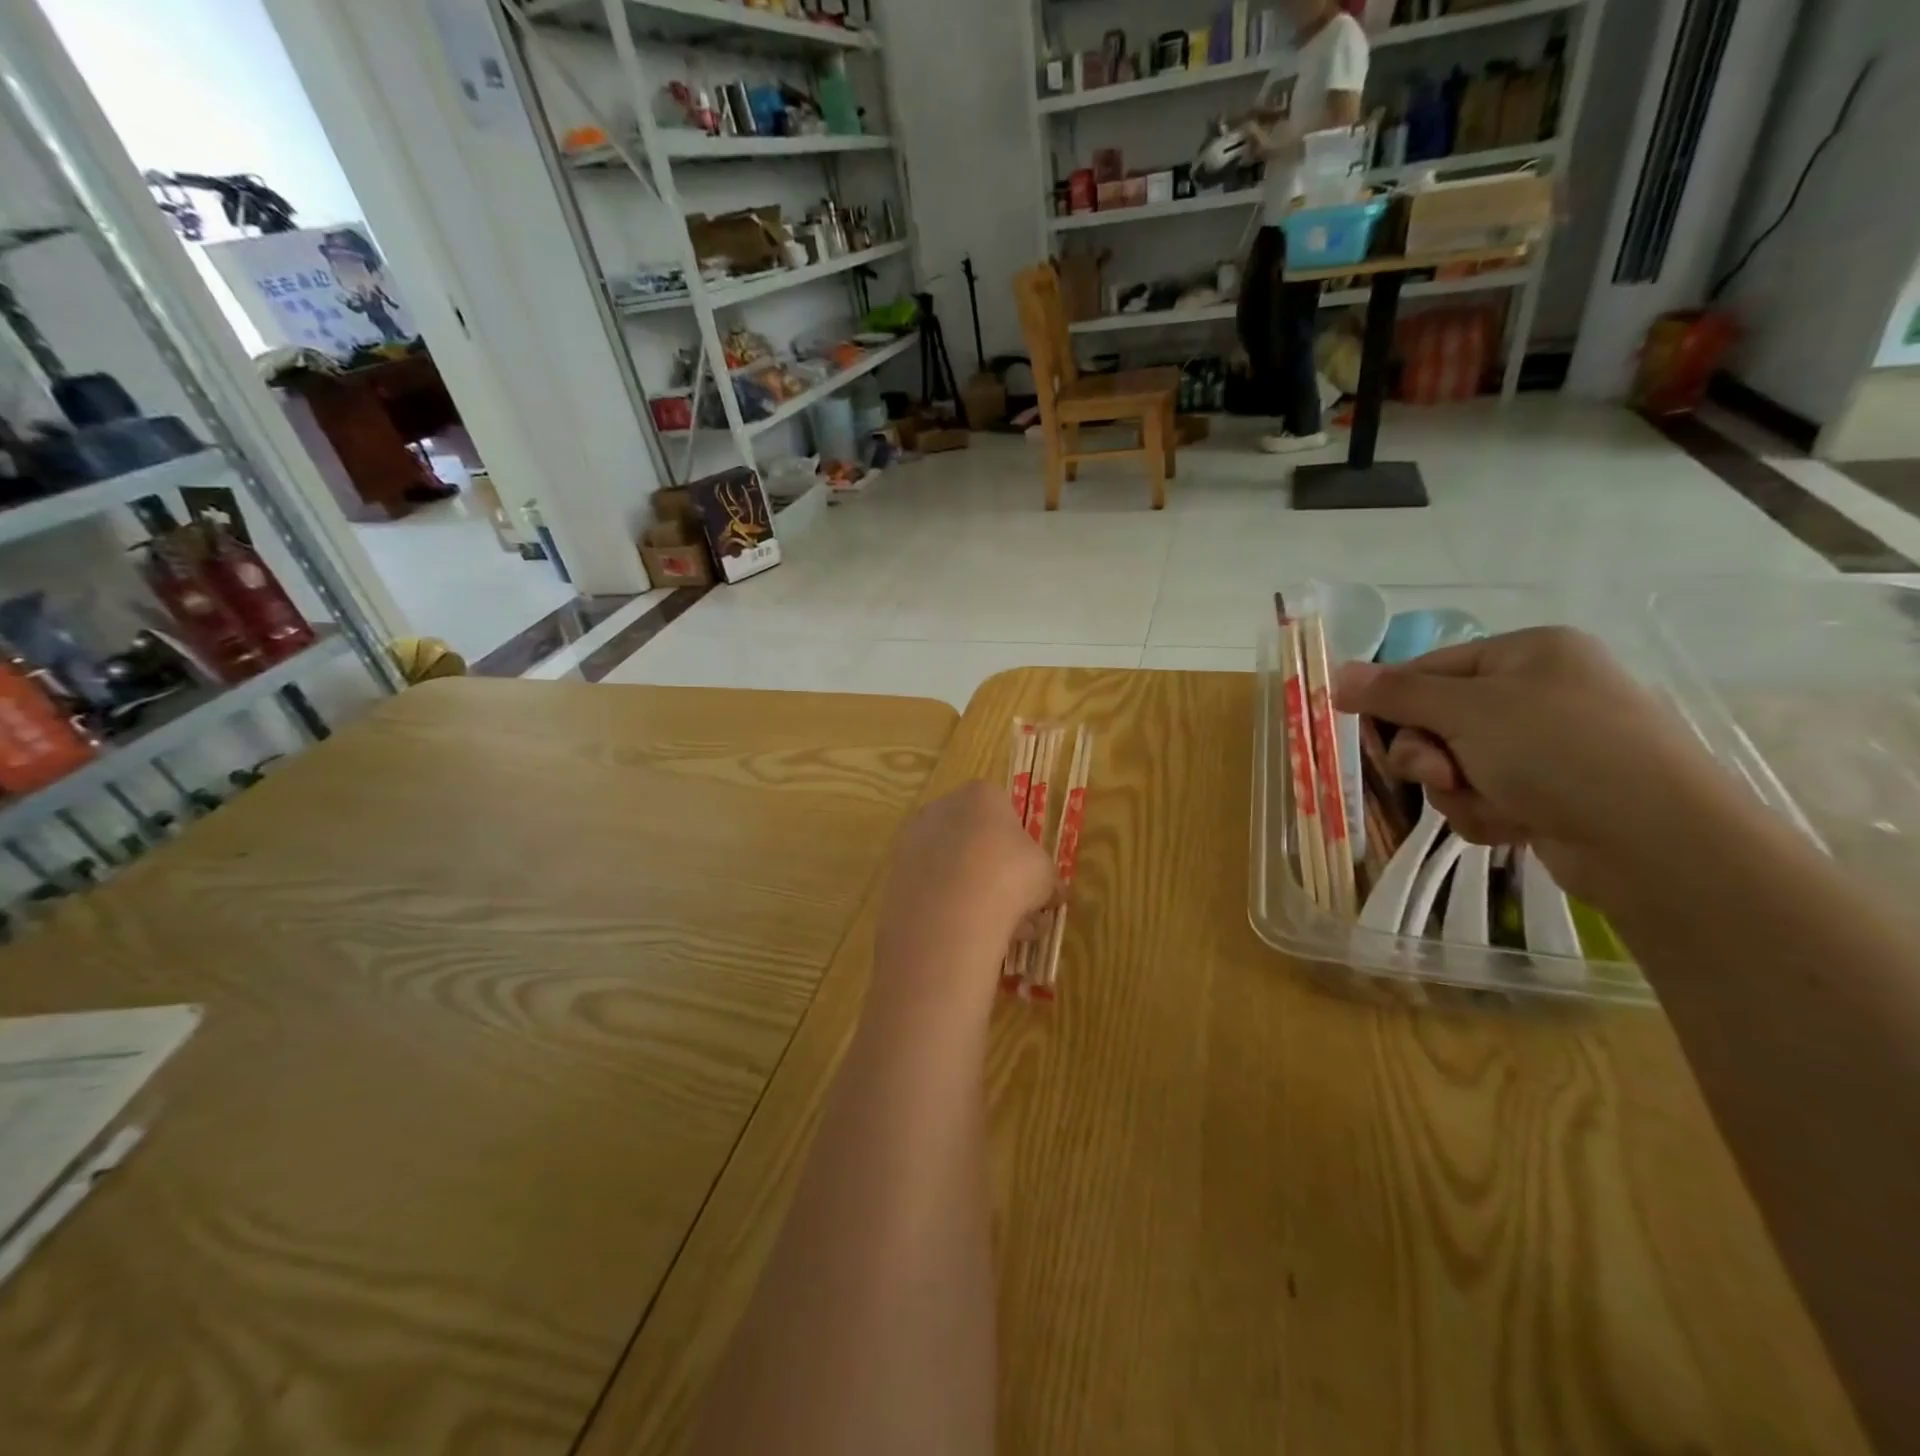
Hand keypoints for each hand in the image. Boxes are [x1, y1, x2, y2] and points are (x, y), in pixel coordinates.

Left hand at [871, 782, 1059, 1021]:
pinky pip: (932, 891)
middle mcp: (940, 809)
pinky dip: (949, 910)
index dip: (1020, 842)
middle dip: (996, 872)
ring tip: (1004, 934)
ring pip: (953, 869)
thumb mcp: (1047, 877)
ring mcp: (912, 843)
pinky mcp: (895, 878)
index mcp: (980, 795)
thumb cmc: (1010, 877)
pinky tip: (971, 938)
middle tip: (1020, 908)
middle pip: (974, 839)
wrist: (950, 916)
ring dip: (977, 896)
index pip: (1003, 809)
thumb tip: (1053, 893)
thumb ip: (1048, 880)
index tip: (1031, 873)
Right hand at [1333, 627, 1740, 901]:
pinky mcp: (1552, 793)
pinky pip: (1485, 797)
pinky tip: (1516, 823)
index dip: (1395, 701)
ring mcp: (1548, 746)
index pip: (1429, 668)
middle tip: (1441, 773)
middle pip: (1437, 721)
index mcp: (1528, 653)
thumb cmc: (1557, 751)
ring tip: (1494, 803)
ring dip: (1458, 790)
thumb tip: (1337, 674)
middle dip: (1429, 755)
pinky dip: (1487, 813)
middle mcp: (1539, 692)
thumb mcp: (1465, 711)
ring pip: (1455, 765)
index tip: (1370, 732)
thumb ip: (1395, 693)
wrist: (1655, 842)